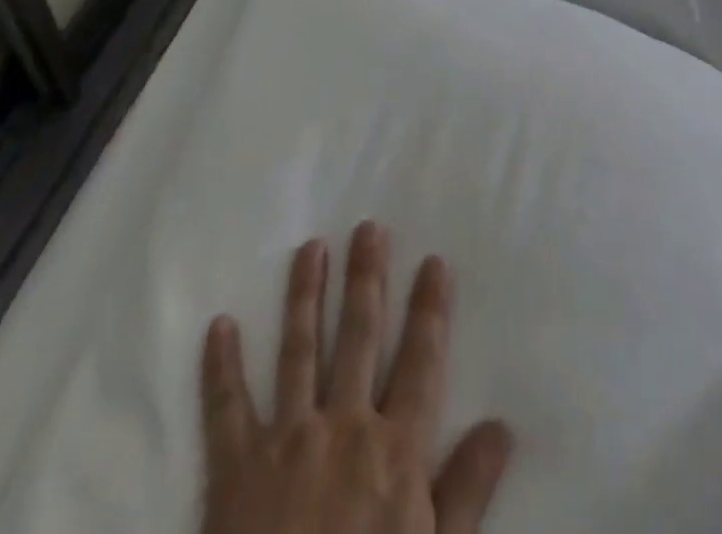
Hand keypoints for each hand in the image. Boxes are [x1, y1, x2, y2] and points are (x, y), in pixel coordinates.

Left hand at [199, 222, 512, 533]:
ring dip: (305, 296)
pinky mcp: (234, 471)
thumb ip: (468, 494)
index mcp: (394, 451)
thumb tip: (501, 425)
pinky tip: (220, 325)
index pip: (421, 361)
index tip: (434, 260)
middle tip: (369, 227)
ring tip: (311, 248)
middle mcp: (343, 428)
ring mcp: (286, 443)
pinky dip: (220, 367)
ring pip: (299, 351)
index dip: (430, 309)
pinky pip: (225, 410)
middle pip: (359, 337)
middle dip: (366, 278)